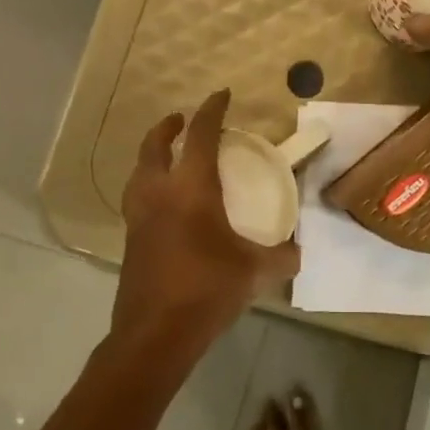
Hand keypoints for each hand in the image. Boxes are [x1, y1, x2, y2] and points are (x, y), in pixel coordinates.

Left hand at [115, 90, 300, 351]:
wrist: (155, 334)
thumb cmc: (207, 290)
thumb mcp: (255, 272)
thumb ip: (282, 257)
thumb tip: (299, 250)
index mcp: (191, 189)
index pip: (201, 136)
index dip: (212, 110)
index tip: (221, 95)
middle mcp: (159, 193)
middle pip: (154, 146)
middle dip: (168, 127)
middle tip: (182, 120)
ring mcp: (138, 217)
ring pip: (138, 171)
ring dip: (152, 155)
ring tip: (168, 155)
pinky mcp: (131, 240)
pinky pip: (136, 198)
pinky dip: (148, 184)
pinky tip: (164, 202)